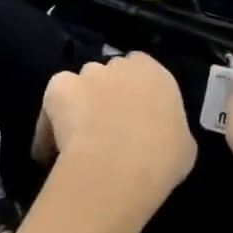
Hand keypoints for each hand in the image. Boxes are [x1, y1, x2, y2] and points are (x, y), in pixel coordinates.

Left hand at [33, 54, 195, 219]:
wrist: (119, 166)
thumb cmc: (162, 158)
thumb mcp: (183, 145)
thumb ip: (170, 129)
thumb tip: (162, 135)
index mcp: (156, 73)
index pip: (143, 71)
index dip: (135, 94)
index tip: (134, 118)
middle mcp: (121, 65)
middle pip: (109, 75)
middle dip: (106, 96)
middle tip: (106, 129)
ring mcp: (87, 73)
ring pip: (80, 86)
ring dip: (79, 106)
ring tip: (78, 140)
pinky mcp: (58, 87)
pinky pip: (52, 104)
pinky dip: (49, 123)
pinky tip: (52, 150)